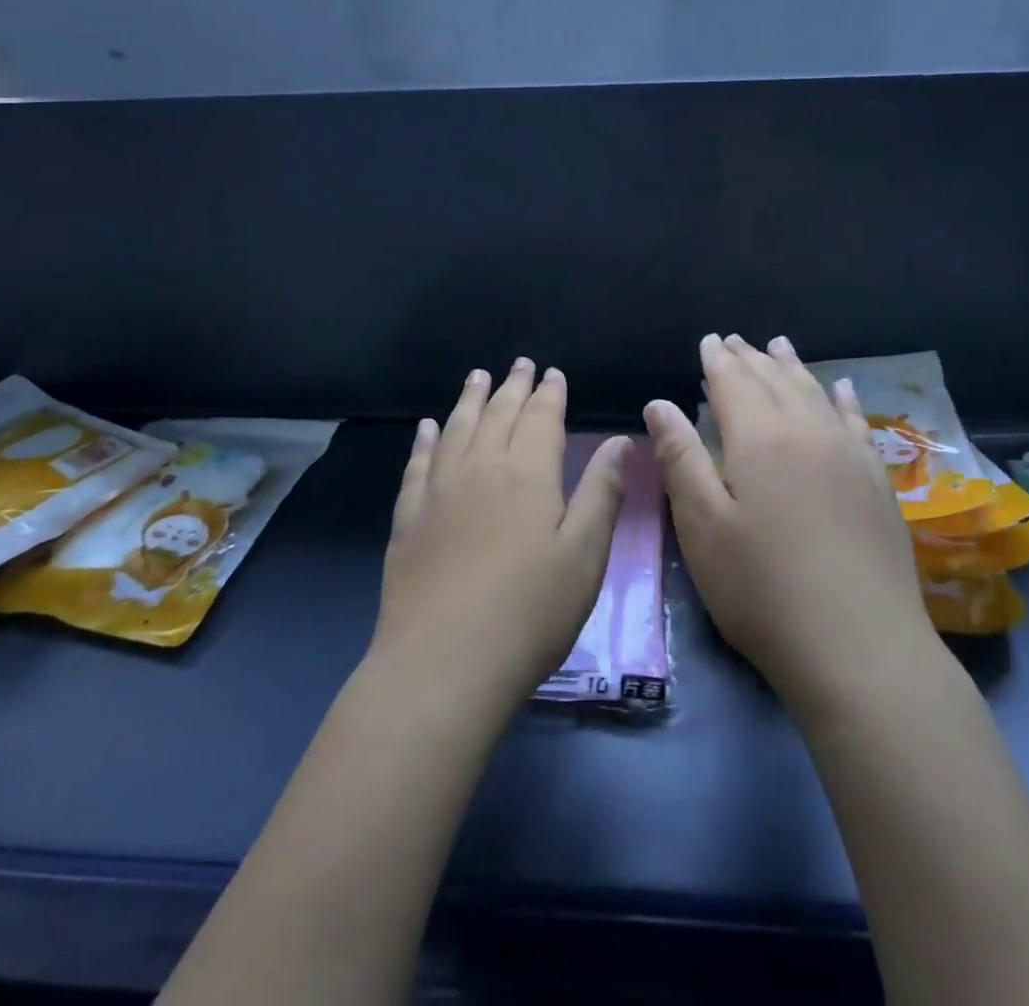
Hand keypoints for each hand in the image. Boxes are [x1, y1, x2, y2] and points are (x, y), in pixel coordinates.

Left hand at [370, 359, 630, 720]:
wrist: (443, 664)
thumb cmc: (530, 612)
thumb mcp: (584, 554)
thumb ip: (601, 492)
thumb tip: (620, 441)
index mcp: (527, 473)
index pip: (540, 418)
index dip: (548, 393)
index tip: (552, 373)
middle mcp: (480, 468)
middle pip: (497, 414)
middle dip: (512, 386)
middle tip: (519, 364)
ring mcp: (438, 491)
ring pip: (455, 429)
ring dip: (469, 400)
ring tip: (477, 377)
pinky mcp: (408, 519)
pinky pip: (418, 464)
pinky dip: (425, 440)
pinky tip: (427, 428)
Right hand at [644, 334, 940, 719]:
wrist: (859, 646)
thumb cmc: (761, 588)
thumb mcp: (702, 526)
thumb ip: (680, 457)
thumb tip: (659, 403)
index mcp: (758, 438)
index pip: (732, 382)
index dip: (716, 360)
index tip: (708, 340)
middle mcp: (806, 431)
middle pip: (774, 380)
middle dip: (750, 358)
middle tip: (734, 340)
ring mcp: (848, 453)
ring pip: (814, 392)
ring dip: (792, 367)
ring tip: (778, 345)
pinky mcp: (877, 480)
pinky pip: (857, 421)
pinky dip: (844, 398)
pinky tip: (842, 387)